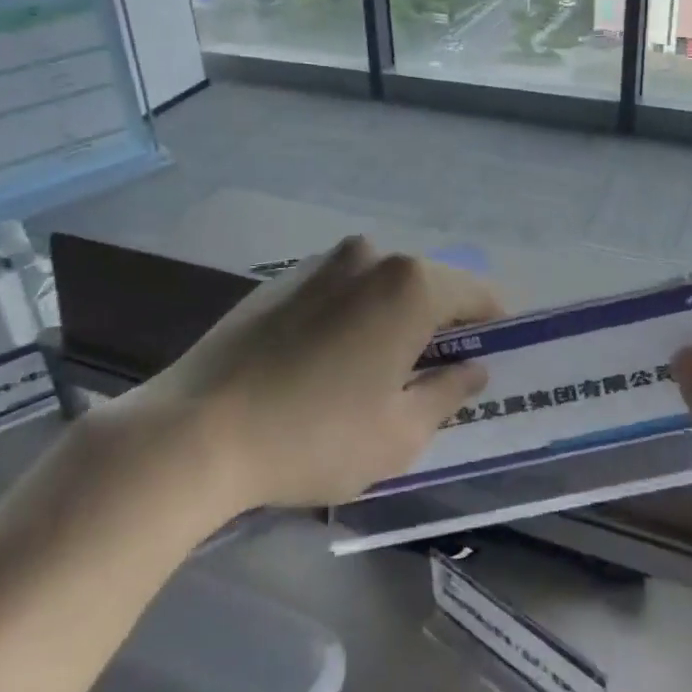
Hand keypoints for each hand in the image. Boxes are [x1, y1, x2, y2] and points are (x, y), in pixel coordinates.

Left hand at [129, 236, 501, 509]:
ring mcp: (320, 262)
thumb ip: (449, 392)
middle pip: (428, 285)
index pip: (477, 293)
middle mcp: (370, 256)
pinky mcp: (280, 278)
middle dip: (441, 324)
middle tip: (438, 376)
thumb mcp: (400, 433)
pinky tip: (330, 362)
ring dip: (395, 318)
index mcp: (410, 284)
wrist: (196, 430)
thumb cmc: (315, 436)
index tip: (495, 357)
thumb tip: (473, 369)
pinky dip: (354, 315)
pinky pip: (340, 290)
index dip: (494, 324)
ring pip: (382, 286)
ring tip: (379, 372)